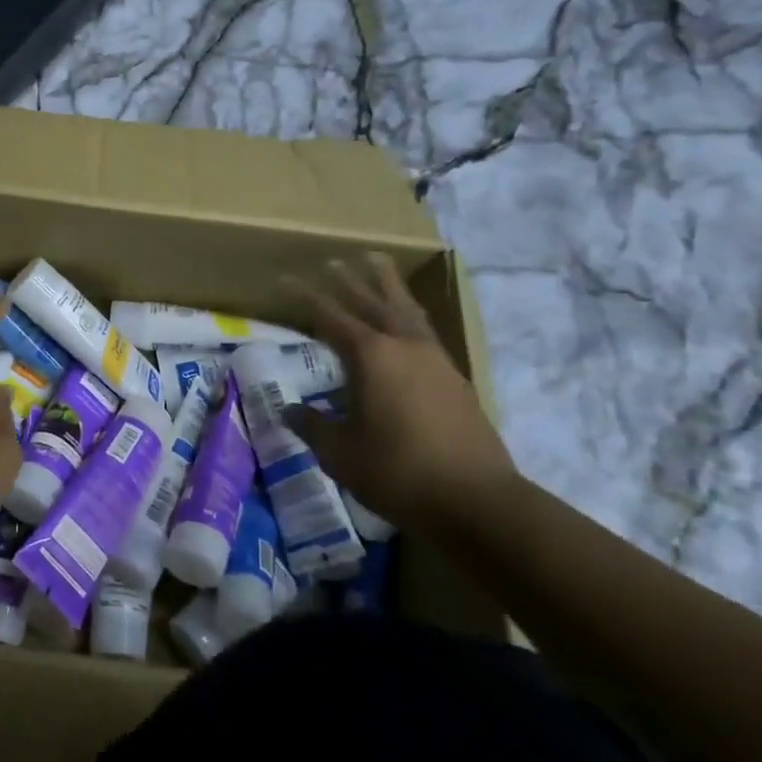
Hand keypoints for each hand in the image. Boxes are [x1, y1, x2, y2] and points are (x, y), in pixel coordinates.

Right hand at [285, 254, 515, 533]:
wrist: (476, 500)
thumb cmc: (396, 471)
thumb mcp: (340, 452)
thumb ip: (312, 425)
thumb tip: (290, 411)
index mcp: (371, 356)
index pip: (330, 316)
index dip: (306, 297)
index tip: (285, 279)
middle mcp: (404, 346)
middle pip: (374, 302)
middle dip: (351, 280)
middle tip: (335, 260)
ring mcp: (435, 360)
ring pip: (407, 310)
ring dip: (388, 286)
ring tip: (379, 265)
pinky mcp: (455, 380)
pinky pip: (425, 331)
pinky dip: (409, 315)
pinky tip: (407, 323)